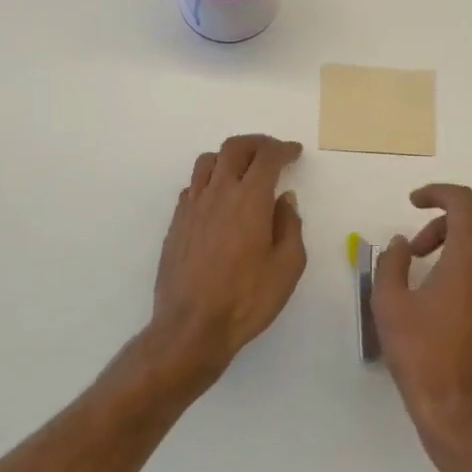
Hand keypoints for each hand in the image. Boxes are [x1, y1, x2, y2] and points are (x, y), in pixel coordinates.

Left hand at [147, 134, 306, 384]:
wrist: (191, 327)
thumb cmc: (247, 299)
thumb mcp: (287, 266)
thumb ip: (290, 226)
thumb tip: (284, 199)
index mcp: (250, 199)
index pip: (267, 157)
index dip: (283, 149)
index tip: (294, 152)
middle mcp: (218, 193)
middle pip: (234, 148)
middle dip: (257, 143)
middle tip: (272, 152)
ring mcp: (192, 206)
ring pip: (208, 161)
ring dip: (229, 157)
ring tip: (243, 169)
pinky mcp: (176, 223)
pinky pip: (193, 186)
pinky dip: (209, 180)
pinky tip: (218, 199)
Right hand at [373, 184, 471, 456]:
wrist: (456, 412)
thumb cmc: (419, 353)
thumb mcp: (389, 303)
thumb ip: (391, 263)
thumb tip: (400, 244)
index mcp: (468, 260)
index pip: (464, 203)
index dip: (438, 192)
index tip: (413, 202)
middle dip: (445, 221)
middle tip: (415, 247)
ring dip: (453, 251)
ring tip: (421, 279)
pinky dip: (465, 277)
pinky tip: (440, 310)